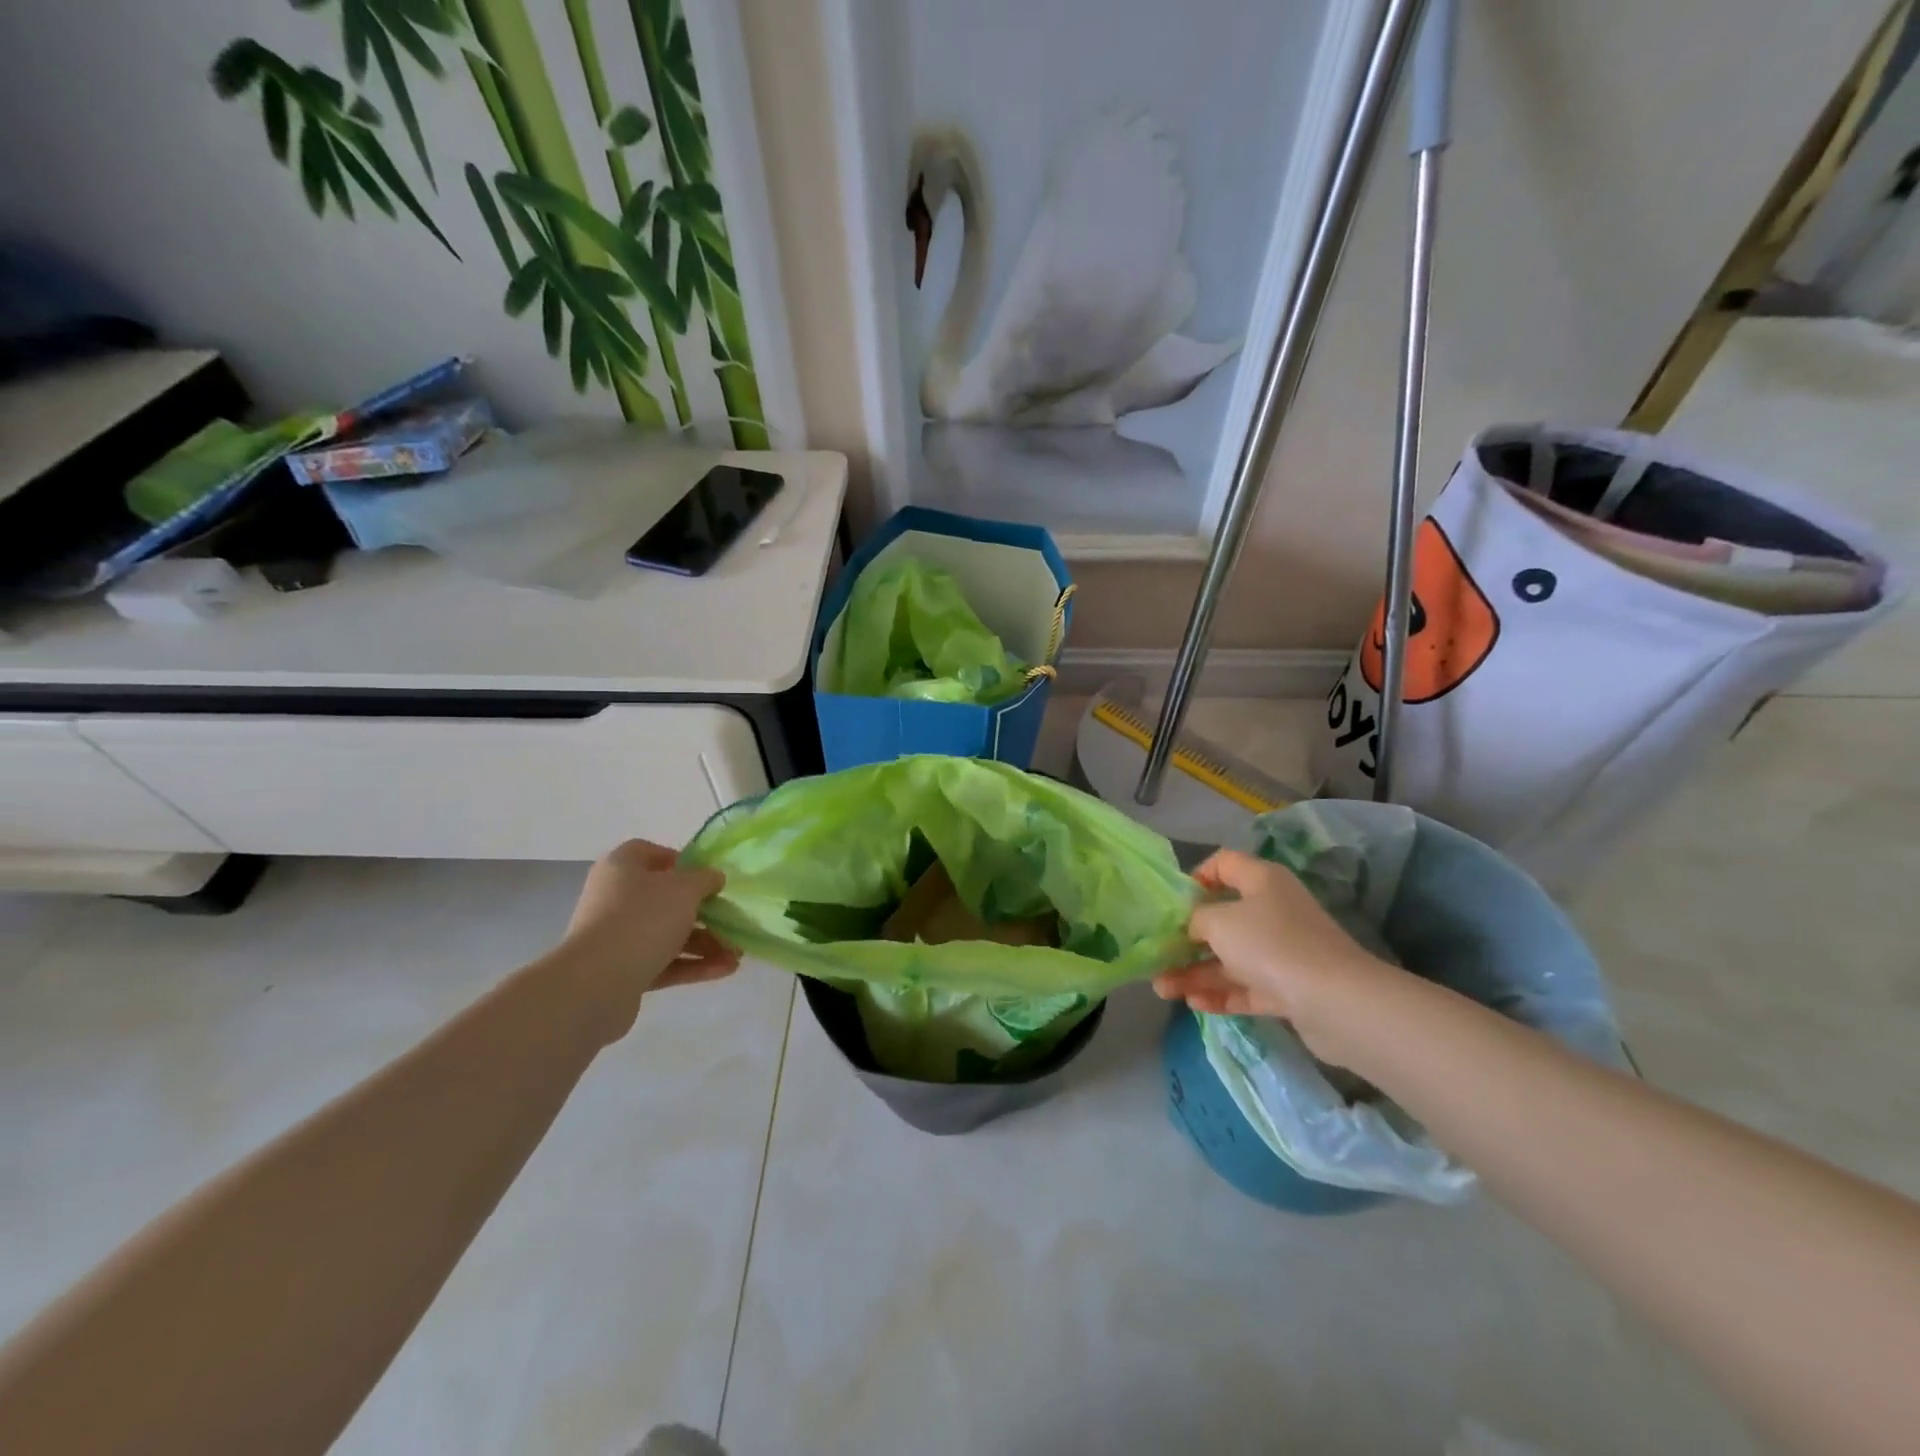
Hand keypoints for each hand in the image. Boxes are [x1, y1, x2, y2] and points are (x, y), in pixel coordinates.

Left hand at [557, 840, 739, 1039]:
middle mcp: (614, 899)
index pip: (648, 852)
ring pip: (667, 933)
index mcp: (621, 868)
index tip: (705, 875)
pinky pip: (663, 962)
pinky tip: (725, 970)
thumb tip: (713, 878)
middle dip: (702, 910)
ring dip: (704, 942)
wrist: (596, 984)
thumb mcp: (684, 889)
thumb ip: (705, 879)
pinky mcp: (622, 972)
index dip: (679, 860)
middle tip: (730, 918)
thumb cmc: (642, 919)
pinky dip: (692, 965)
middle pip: (663, 898)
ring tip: (736, 953)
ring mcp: (616, 937)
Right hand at [1153, 848, 1394, 1055]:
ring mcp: (1283, 951)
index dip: (1196, 876)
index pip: (1224, 863)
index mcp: (1261, 881)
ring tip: (1162, 990)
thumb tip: (1194, 927)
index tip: (1173, 901)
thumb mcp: (1219, 921)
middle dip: (1187, 938)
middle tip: (1158, 953)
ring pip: (1231, 957)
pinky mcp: (1289, 987)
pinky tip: (1193, 1004)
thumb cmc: (1270, 944)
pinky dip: (1221, 993)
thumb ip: (1196, 919)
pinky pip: (1247, 986)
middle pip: (1223, 917)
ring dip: (1196, 972)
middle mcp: (1273, 910)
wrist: (1335, 1001)